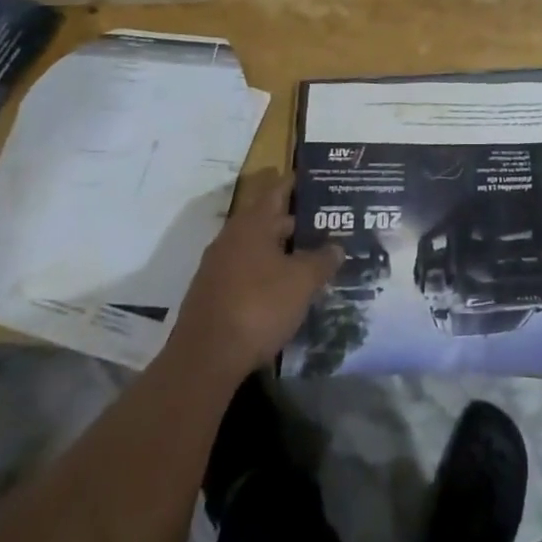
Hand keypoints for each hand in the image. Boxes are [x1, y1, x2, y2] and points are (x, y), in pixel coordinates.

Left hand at [171, 173, 341, 380]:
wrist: (204, 362)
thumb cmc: (258, 306)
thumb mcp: (302, 282)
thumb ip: (322, 260)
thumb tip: (337, 246)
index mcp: (253, 223)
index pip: (278, 190)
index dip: (297, 183)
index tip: (317, 179)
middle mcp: (232, 237)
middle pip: (268, 220)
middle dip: (295, 222)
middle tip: (325, 224)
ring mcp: (218, 268)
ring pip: (257, 248)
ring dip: (281, 251)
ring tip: (310, 256)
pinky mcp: (212, 296)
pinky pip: (246, 272)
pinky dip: (266, 273)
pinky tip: (284, 289)